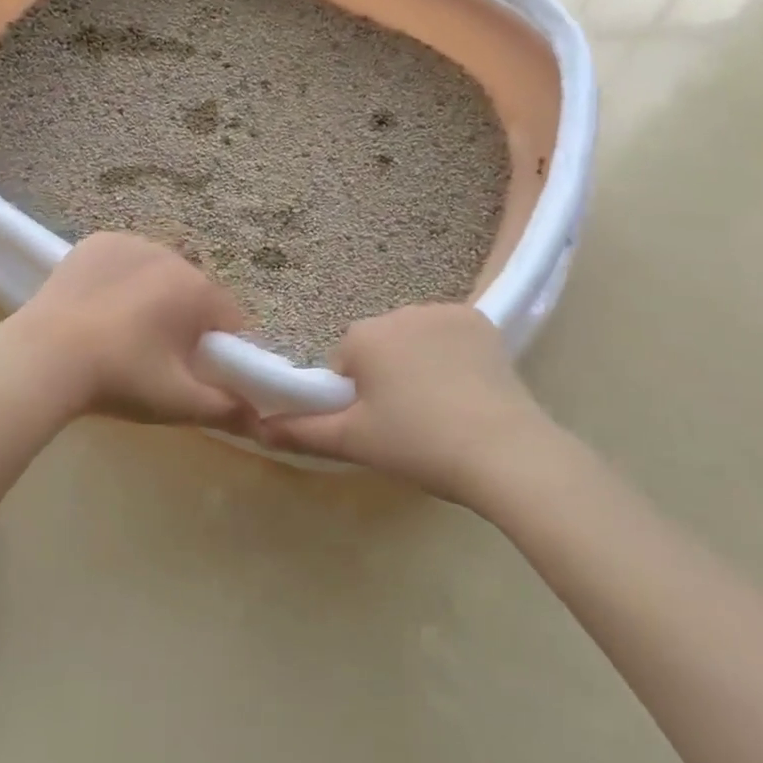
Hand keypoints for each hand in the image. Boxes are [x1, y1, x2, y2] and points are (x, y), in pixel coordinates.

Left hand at [6, 232, 249, 428]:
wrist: (43, 358)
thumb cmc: (120, 378)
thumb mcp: (178, 402)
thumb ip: (226, 409)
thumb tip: (260, 420)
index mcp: (197, 289)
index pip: (229, 318)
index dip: (218, 347)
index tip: (194, 370)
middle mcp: (170, 255)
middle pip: (192, 293)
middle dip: (183, 320)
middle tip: (153, 358)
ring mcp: (130, 243)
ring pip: (157, 275)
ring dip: (151, 297)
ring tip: (119, 334)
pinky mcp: (96, 242)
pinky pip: (123, 261)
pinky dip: (119, 280)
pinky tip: (97, 308)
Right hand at [253, 305, 552, 503]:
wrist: (504, 451)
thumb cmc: (418, 444)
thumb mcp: (354, 442)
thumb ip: (302, 431)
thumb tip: (259, 428)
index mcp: (363, 336)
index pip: (344, 361)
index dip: (356, 396)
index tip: (380, 424)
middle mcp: (398, 312)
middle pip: (379, 345)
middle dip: (386, 374)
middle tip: (410, 420)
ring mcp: (443, 311)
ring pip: (413, 337)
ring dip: (417, 361)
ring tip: (443, 406)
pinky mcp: (480, 319)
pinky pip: (449, 333)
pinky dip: (452, 352)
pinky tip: (468, 386)